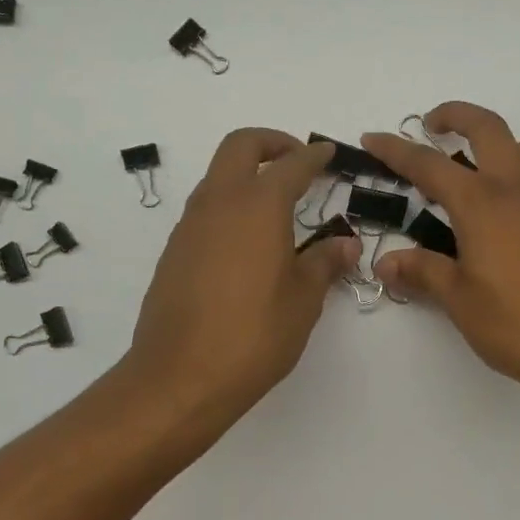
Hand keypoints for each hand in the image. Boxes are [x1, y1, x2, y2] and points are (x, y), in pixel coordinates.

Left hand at [125, 129, 359, 427]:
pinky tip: (248, 242)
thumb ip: (324, 263)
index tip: (328, 153)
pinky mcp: (174, 250)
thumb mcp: (303, 300)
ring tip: (277, 205)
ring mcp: (190, 225)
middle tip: (297, 161)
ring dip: (247, 173)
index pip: (291, 164)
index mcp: (258, 206)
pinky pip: (205, 209)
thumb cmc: (253, 335)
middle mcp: (220, 203)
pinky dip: (230, 205)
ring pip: (218, 175)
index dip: (314, 156)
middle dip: (271, 142)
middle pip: (240, 146)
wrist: (178, 377)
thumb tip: (345, 244)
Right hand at [362, 104, 519, 408]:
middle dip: (456, 115)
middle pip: (488, 128)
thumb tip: (385, 262)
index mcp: (483, 205)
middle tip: (432, 128)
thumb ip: (423, 273)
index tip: (372, 137)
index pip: (429, 165)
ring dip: (501, 143)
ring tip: (479, 171)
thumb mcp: (461, 302)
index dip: (396, 150)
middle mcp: (518, 191)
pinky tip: (507, 220)